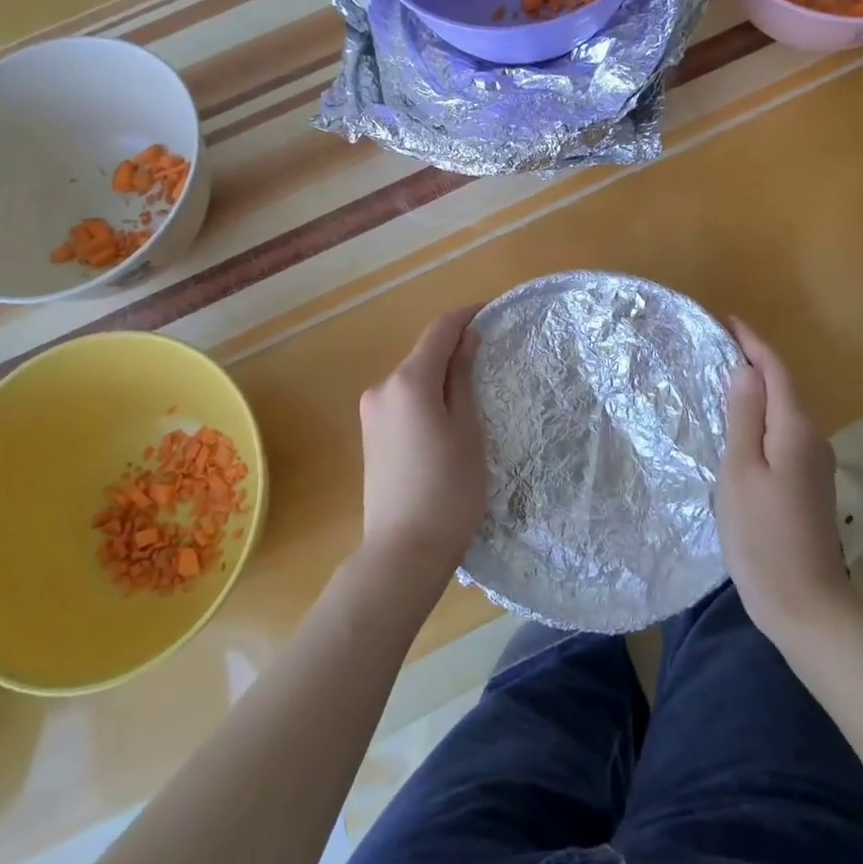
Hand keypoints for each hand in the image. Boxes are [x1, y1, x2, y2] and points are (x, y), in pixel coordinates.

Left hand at [357, 305, 486, 581]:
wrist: (403, 552)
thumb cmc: (449, 489)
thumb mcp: (467, 430)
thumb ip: (463, 378)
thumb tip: (466, 339)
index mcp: (408, 381)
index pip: (439, 330)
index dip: (466, 316)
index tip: (492, 312)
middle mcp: (382, 388)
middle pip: (423, 354)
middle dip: (455, 349)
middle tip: (492, 359)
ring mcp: (371, 413)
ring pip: (413, 379)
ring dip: (441, 375)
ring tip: (475, 392)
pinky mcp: (370, 435)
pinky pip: (403, 401)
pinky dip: (426, 397)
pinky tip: (447, 418)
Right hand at [717, 319, 851, 645]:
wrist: (808, 606)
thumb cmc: (763, 536)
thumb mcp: (741, 472)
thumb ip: (744, 418)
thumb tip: (745, 371)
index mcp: (796, 430)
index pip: (777, 371)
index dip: (754, 344)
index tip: (729, 321)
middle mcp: (814, 439)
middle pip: (784, 388)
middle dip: (755, 363)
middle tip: (717, 348)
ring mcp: (816, 464)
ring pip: (785, 412)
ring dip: (758, 391)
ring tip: (722, 381)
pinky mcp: (810, 485)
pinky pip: (785, 434)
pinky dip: (763, 419)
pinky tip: (741, 428)